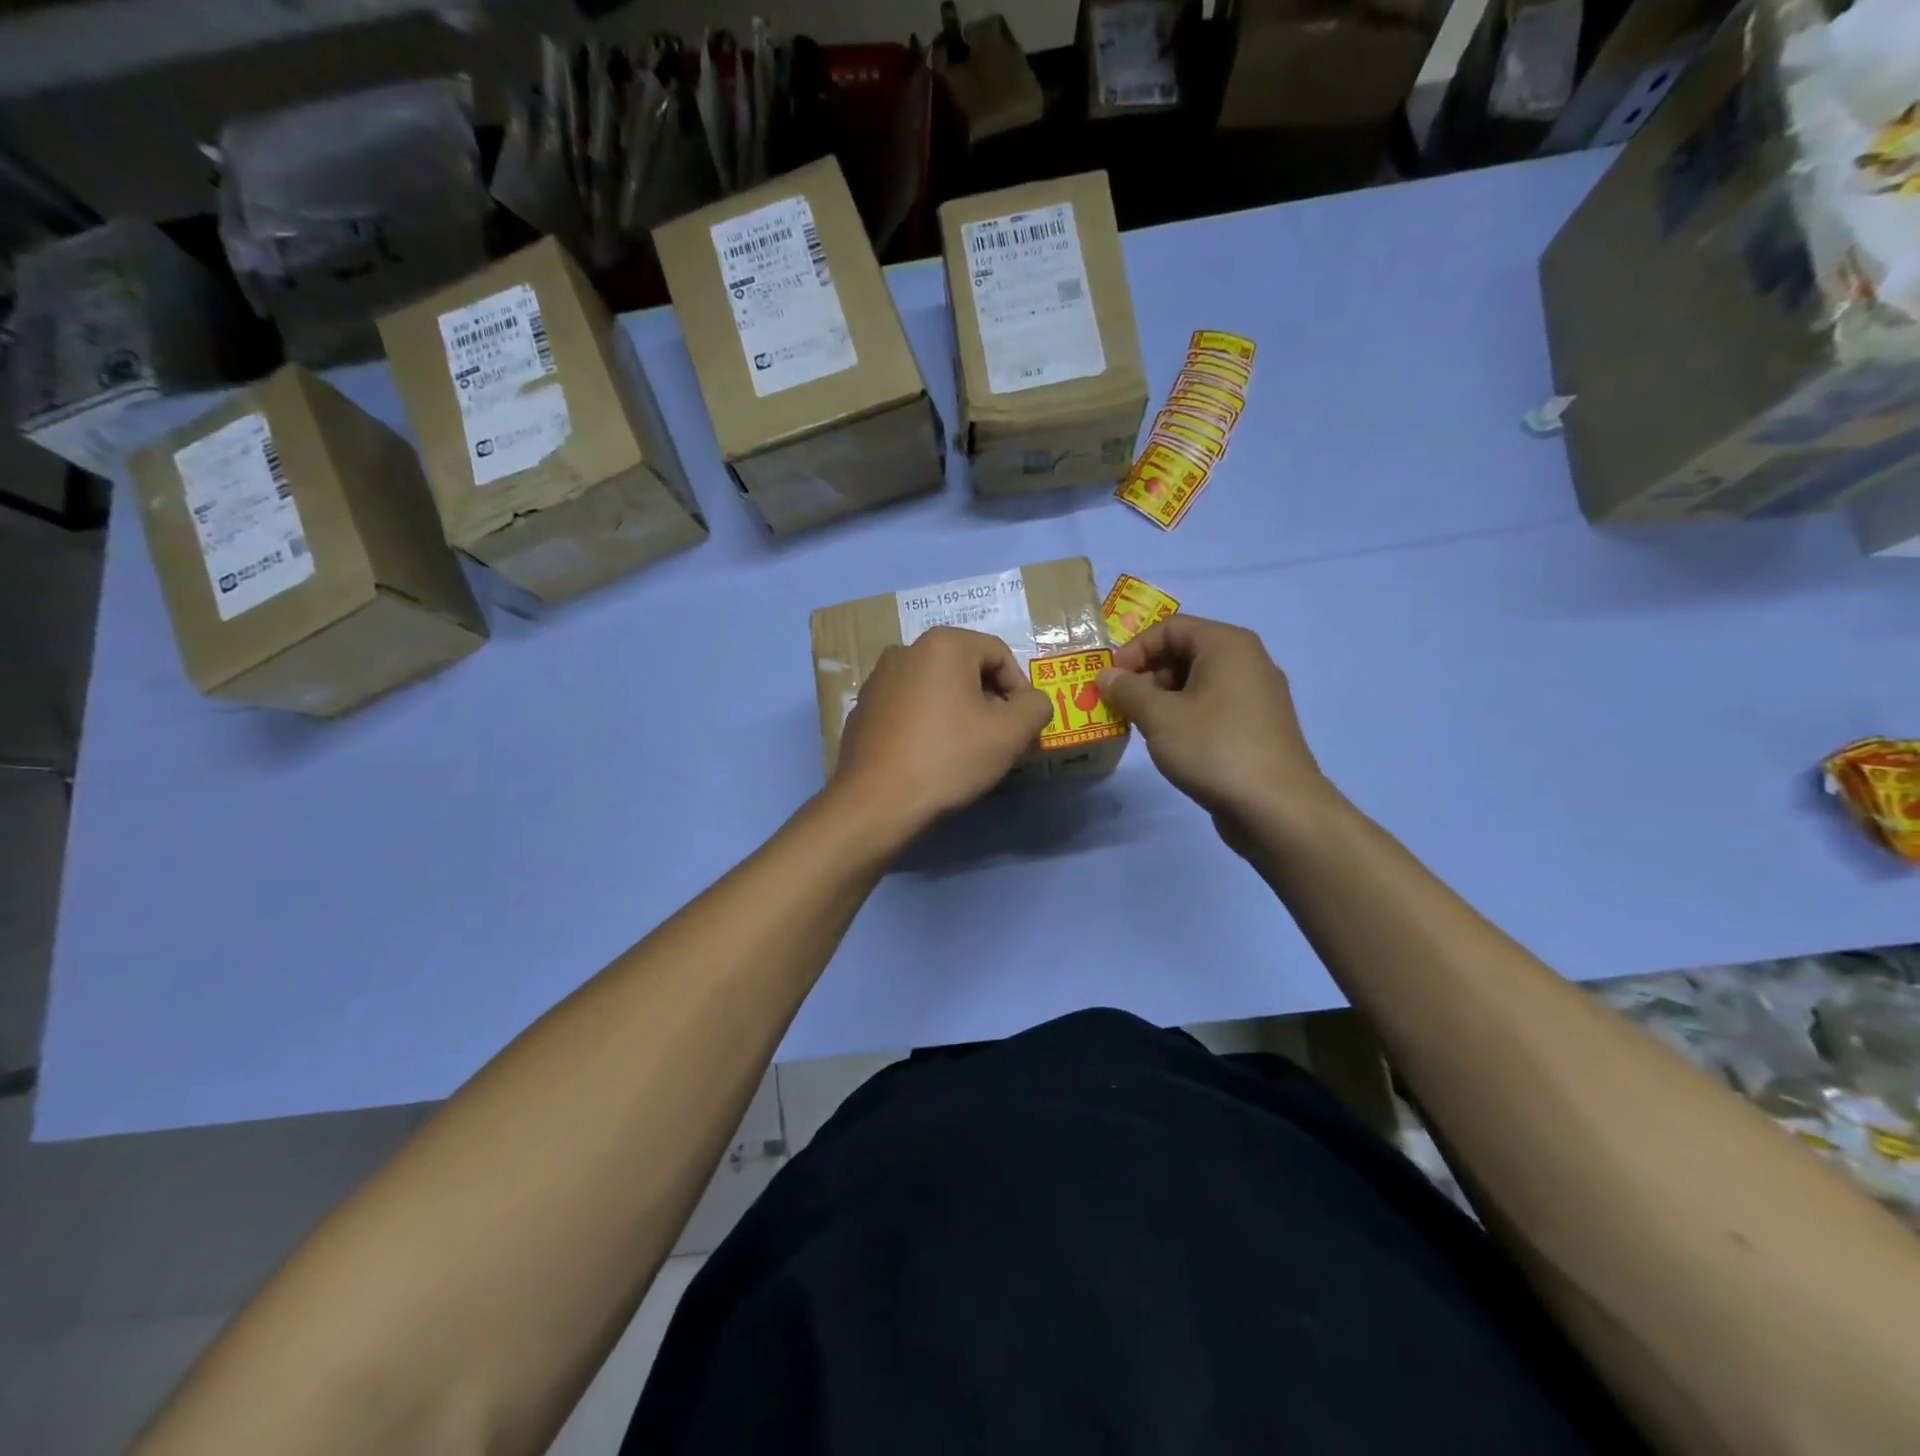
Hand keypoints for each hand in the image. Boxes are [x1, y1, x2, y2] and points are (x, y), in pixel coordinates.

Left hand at [834, 627, 1053, 838]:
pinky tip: (931, 756)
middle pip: (966, 668)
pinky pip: (909, 707)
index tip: (1023, 726)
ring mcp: (878, 679)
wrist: (876, 802)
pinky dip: (928, 722)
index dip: (1020, 689)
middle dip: (989, 700)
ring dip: (958, 711)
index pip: (999, 654)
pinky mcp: (863, 709)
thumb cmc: (948, 758)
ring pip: (936, 688)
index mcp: (942, 644)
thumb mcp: (1010, 733)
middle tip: (998, 738)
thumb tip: (1032, 702)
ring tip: (966, 750)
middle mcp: (905, 650)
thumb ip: (1035, 707)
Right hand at [1097, 615, 1332, 844]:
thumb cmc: (1214, 748)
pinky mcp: (1258, 727)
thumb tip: (1106, 676)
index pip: (1171, 627)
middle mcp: (1247, 661)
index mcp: (1227, 645)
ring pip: (1198, 682)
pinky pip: (1213, 706)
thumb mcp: (1159, 717)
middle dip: (1146, 675)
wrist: (1276, 807)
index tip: (1110, 681)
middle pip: (1185, 652)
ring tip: (1140, 725)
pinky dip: (1185, 715)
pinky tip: (1170, 743)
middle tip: (1120, 704)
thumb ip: (1128, 690)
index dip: (1134, 649)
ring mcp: (1257, 695)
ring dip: (1162, 698)